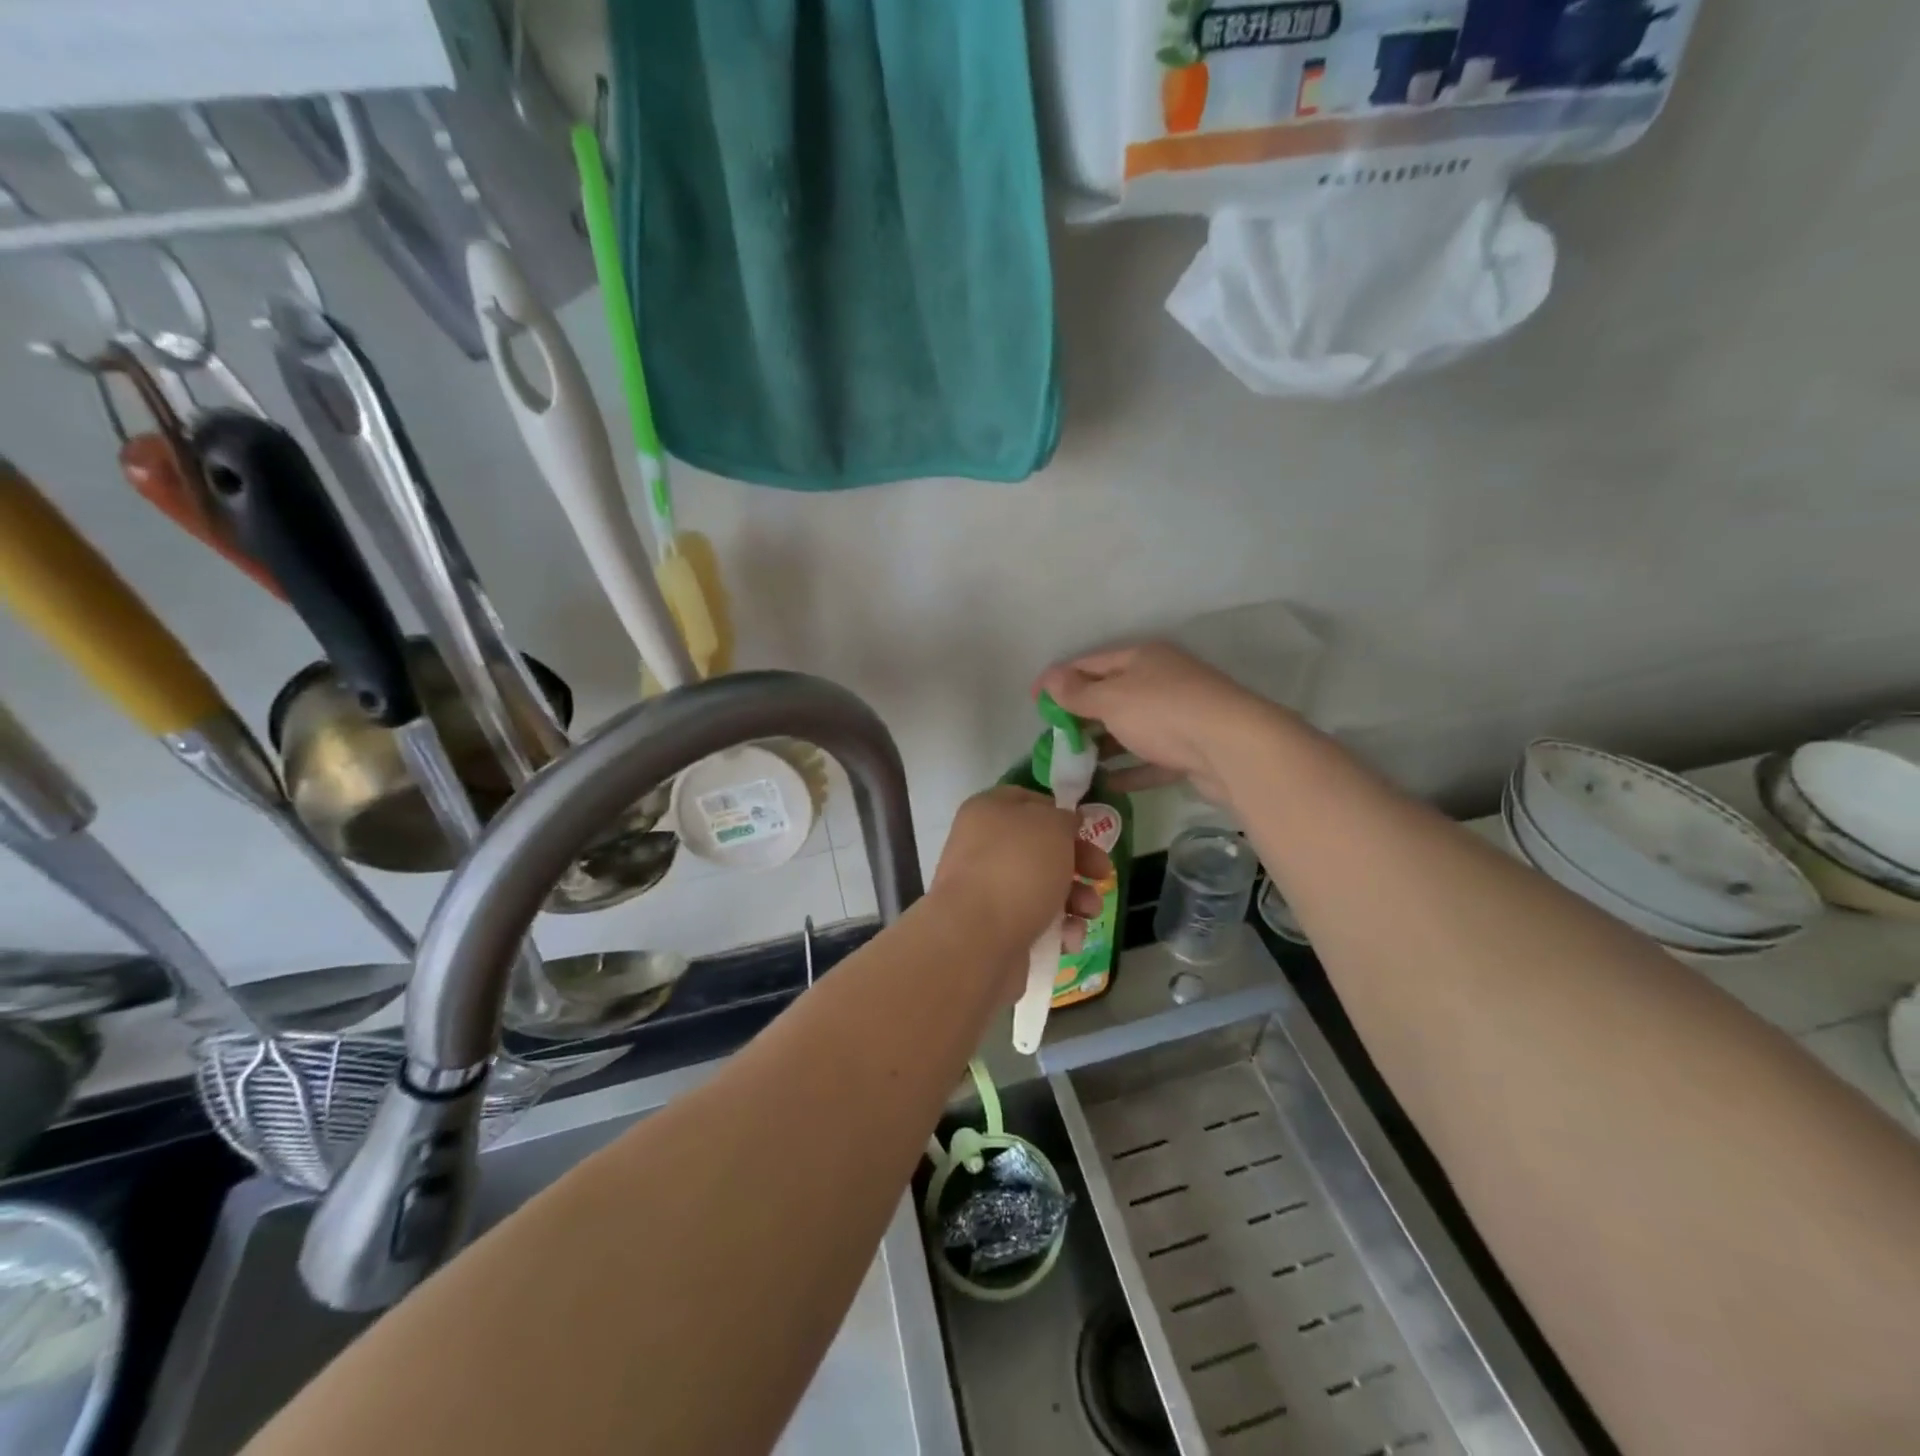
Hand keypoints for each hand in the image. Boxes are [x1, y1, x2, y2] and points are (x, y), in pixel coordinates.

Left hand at [931, 787, 1109, 997]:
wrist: (978, 938)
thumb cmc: (1018, 868)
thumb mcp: (1052, 825)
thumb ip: (1064, 818)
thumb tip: (1064, 824)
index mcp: (988, 812)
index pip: (1028, 801)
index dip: (1060, 813)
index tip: (1087, 829)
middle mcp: (983, 847)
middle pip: (1042, 848)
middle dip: (1080, 862)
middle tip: (1102, 874)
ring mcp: (988, 890)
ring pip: (1044, 888)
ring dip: (1077, 899)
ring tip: (1090, 912)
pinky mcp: (996, 928)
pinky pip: (1037, 922)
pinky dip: (1059, 929)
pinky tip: (1069, 938)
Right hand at [1037, 643, 1273, 802]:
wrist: (1231, 748)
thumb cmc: (1163, 712)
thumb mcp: (1111, 698)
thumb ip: (1078, 692)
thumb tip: (1050, 679)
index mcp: (1142, 658)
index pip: (1090, 662)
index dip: (1058, 679)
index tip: (1033, 702)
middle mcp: (1161, 681)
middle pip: (1111, 694)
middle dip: (1080, 714)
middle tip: (1053, 736)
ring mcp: (1178, 716)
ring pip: (1131, 728)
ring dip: (1103, 744)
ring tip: (1073, 763)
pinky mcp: (1189, 750)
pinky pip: (1150, 758)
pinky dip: (1128, 769)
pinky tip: (1105, 784)